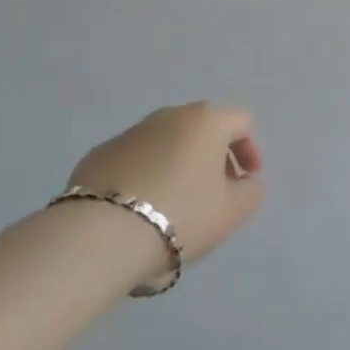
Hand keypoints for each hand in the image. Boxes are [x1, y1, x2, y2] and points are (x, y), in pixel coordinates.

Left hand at [68, 103, 262, 263]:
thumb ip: (250, 192)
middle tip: (215, 191)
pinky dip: (145, 175)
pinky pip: (135, 160)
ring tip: (175, 203)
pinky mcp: (99, 154)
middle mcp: (169, 115)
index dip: (250, 151)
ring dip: (178, 165)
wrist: (101, 234)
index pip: (241, 122)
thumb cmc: (181, 214)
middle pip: (202, 128)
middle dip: (213, 157)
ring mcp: (131, 132)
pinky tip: (140, 208)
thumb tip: (244, 182)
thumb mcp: (232, 211)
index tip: (247, 181)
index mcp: (206, 120)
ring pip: (166, 143)